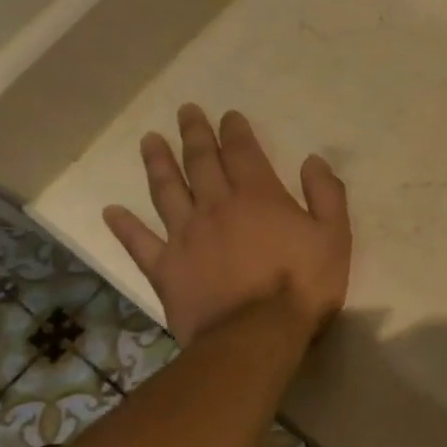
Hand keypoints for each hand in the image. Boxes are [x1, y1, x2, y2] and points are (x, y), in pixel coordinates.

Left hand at [102, 106, 350, 345]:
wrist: (256, 335)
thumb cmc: (303, 284)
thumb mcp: (334, 236)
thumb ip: (326, 194)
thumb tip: (313, 161)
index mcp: (258, 196)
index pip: (243, 153)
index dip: (235, 131)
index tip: (228, 115)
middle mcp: (216, 206)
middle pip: (201, 162)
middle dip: (195, 134)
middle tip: (186, 111)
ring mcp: (185, 236)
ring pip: (167, 191)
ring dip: (158, 163)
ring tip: (149, 141)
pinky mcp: (165, 268)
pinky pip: (140, 242)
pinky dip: (125, 227)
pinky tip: (112, 212)